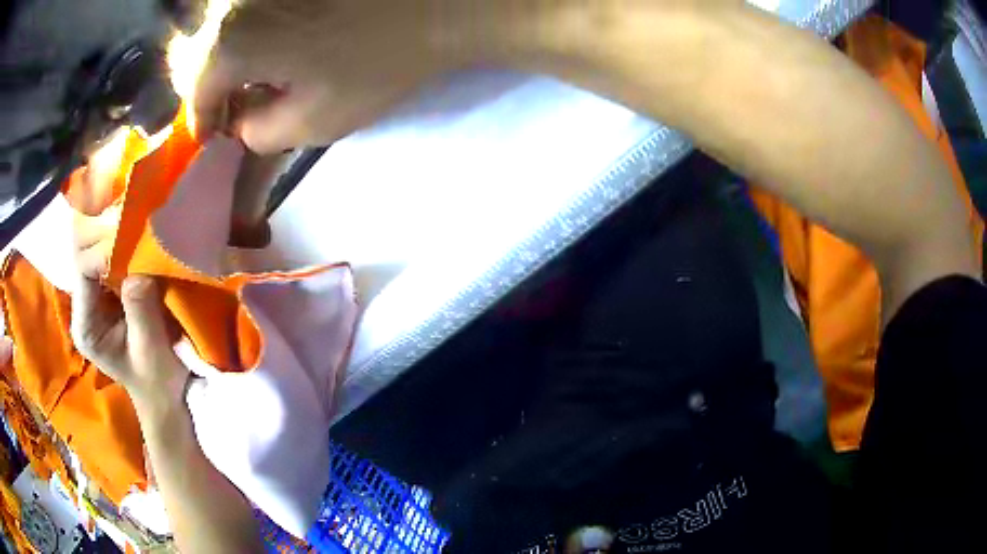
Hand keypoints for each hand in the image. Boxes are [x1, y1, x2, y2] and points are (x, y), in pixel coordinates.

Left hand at [70, 224, 188, 411]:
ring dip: (114, 231)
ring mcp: (94, 295)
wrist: (165, 392)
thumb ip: (140, 307)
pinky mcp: (108, 289)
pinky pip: (109, 254)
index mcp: (85, 325)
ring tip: (136, 216)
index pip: (84, 270)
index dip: (105, 249)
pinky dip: (122, 240)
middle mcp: (83, 304)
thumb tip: (139, 263)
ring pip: (94, 247)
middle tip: (134, 213)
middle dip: (106, 232)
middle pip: (84, 251)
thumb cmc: (157, 379)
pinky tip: (137, 231)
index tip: (133, 240)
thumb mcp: (149, 348)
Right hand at [193, 0, 459, 153]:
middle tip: (238, 111)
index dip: (204, 120)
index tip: (216, 137)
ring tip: (259, 83)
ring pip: (225, 32)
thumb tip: (241, 126)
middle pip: (204, 57)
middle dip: (216, 90)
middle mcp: (234, 5)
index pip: (196, 92)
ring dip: (233, 63)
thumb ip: (258, 134)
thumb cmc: (373, 65)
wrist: (433, 6)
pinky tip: (278, 51)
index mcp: (231, 43)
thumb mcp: (310, 123)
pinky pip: (250, 14)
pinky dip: (253, 37)